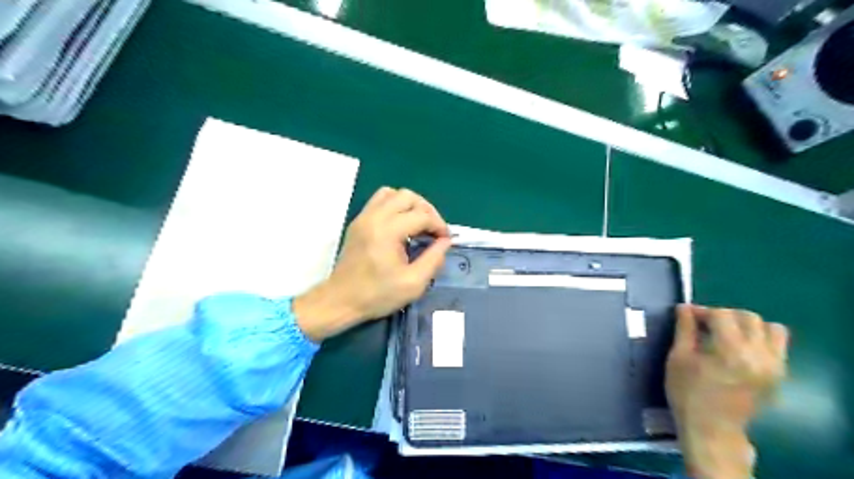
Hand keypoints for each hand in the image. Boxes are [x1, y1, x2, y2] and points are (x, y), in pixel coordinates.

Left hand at [297, 185, 452, 340]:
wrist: (340, 301)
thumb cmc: (377, 295)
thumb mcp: (413, 284)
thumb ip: (434, 259)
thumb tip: (445, 242)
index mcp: (387, 231)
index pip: (422, 215)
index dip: (439, 226)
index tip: (445, 241)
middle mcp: (374, 217)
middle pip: (408, 196)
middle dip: (427, 211)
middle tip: (434, 231)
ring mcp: (364, 217)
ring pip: (393, 193)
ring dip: (411, 205)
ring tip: (418, 224)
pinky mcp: (358, 221)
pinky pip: (380, 200)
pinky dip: (395, 205)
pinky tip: (401, 225)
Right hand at [666, 307, 785, 478]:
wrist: (712, 429)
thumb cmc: (688, 393)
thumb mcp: (678, 359)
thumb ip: (684, 330)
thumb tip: (684, 308)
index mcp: (731, 352)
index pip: (722, 315)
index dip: (702, 311)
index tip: (687, 315)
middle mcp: (760, 356)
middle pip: (748, 317)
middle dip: (724, 315)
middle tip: (705, 324)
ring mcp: (774, 367)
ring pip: (770, 329)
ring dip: (747, 325)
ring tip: (727, 334)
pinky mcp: (779, 375)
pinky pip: (778, 345)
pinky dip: (760, 339)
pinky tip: (740, 348)